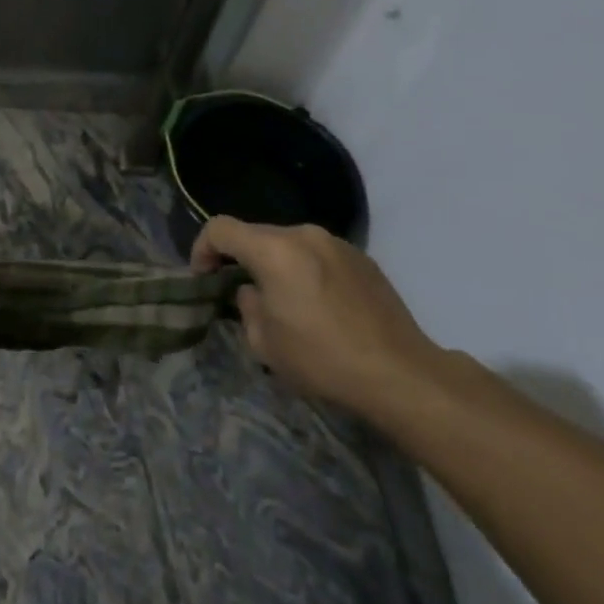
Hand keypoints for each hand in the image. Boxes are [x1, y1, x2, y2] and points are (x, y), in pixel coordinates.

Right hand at [190, 216, 445, 416]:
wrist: (401, 374)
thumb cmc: (321, 358)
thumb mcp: (263, 341)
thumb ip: (246, 305)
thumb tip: (253, 292)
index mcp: (273, 249)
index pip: (220, 228)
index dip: (202, 248)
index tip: (204, 278)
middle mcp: (304, 235)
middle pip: (256, 234)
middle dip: (241, 258)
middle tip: (240, 293)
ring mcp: (338, 244)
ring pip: (289, 244)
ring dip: (276, 264)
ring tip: (283, 301)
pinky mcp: (363, 260)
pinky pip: (319, 255)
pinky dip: (306, 270)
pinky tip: (319, 306)